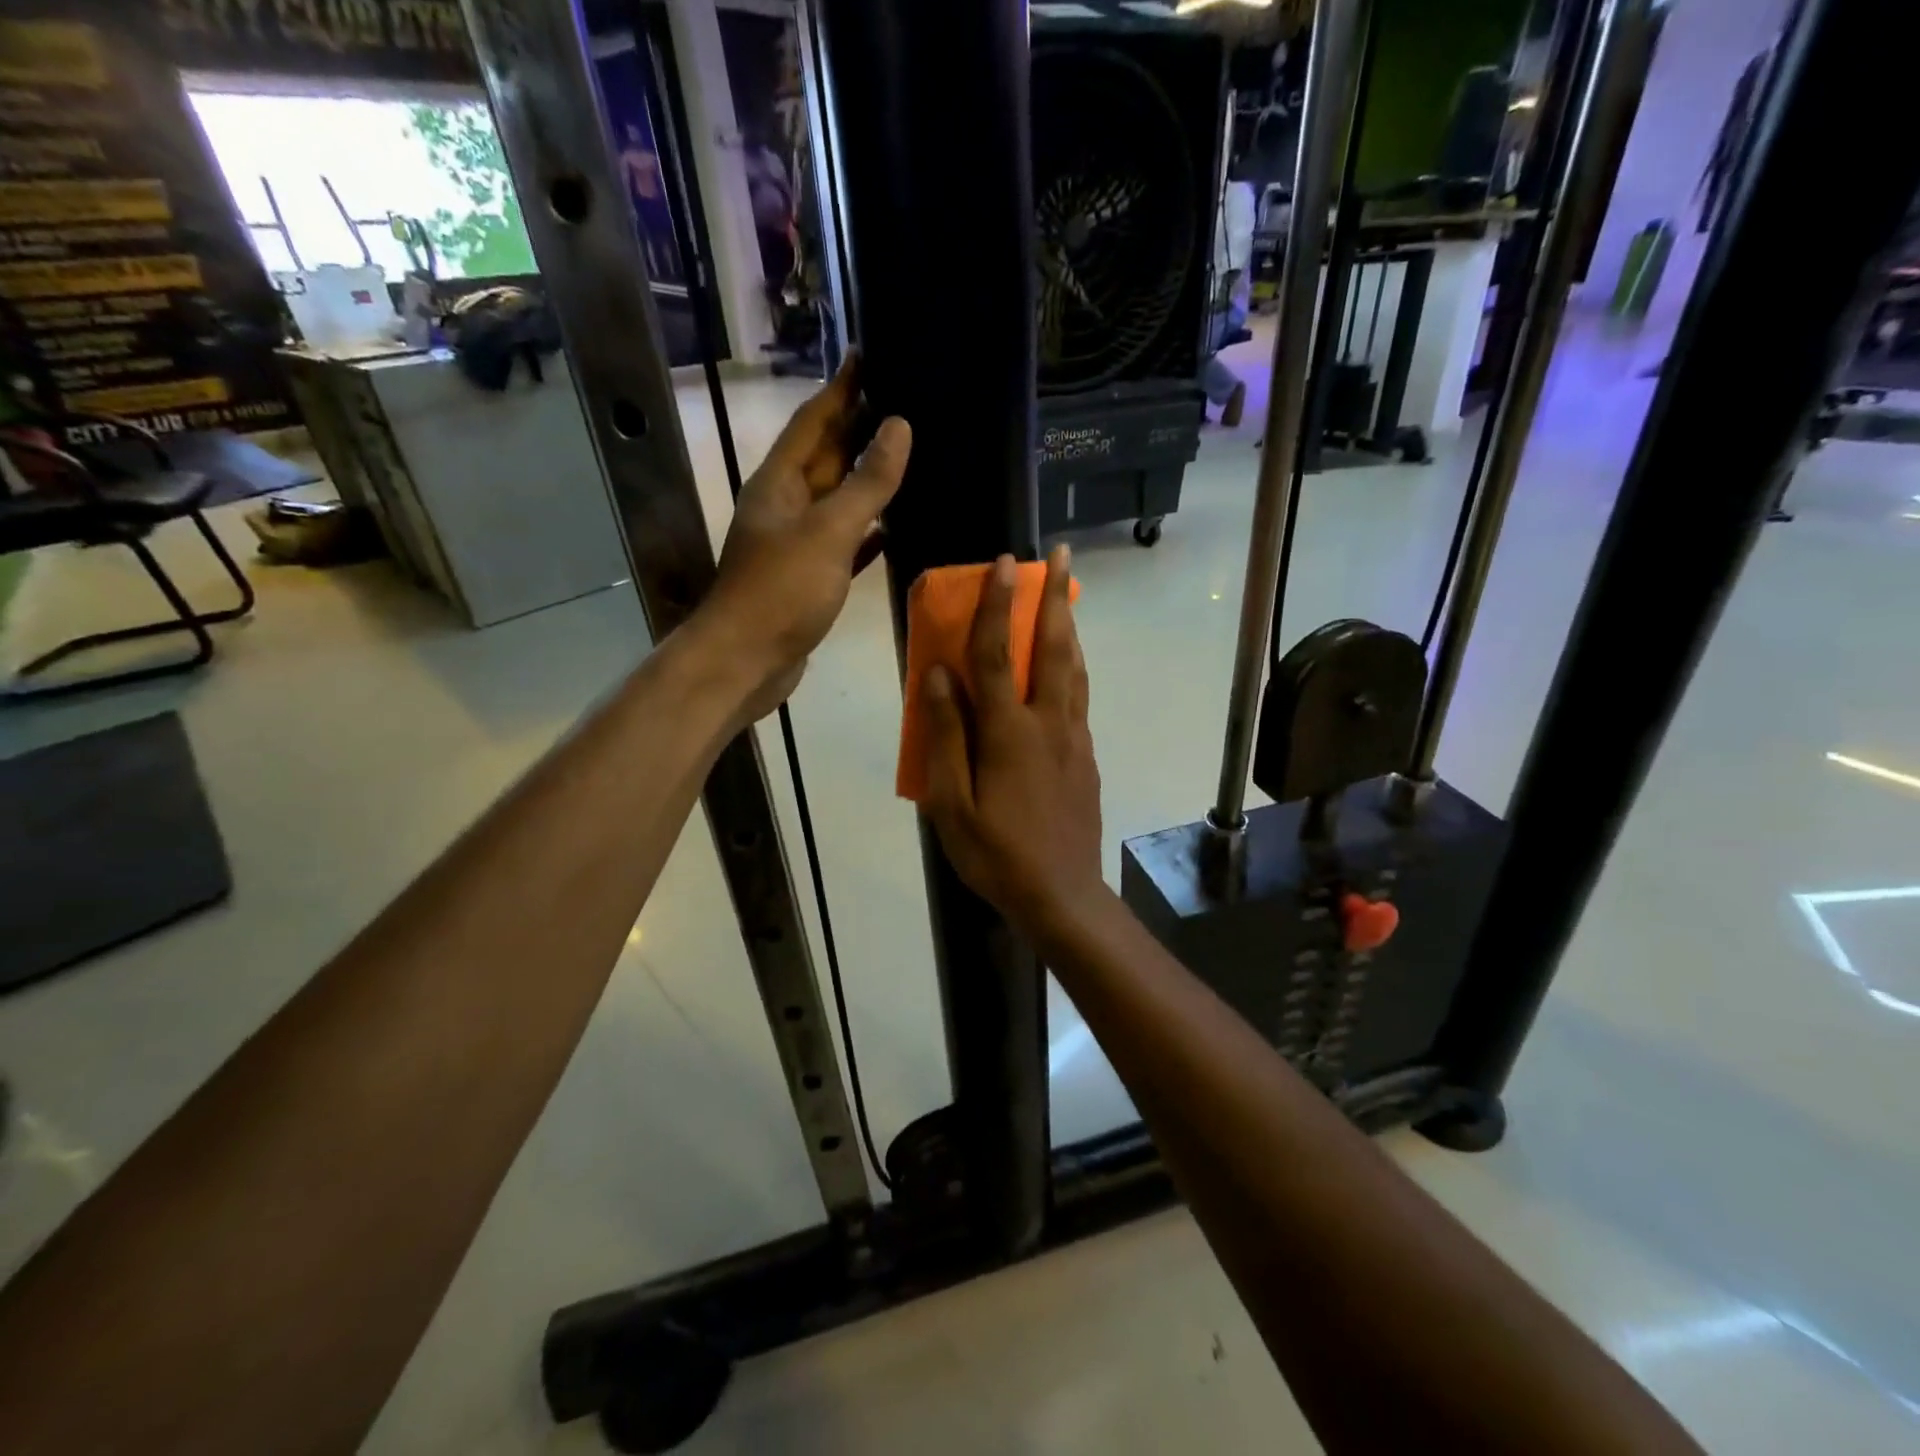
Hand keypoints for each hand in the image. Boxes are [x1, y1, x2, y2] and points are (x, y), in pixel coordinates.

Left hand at [698, 354, 910, 723]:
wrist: (746, 661)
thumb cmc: (782, 591)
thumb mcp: (828, 531)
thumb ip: (866, 482)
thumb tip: (898, 426)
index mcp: (780, 482)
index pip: (814, 420)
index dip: (842, 387)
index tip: (869, 353)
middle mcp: (785, 505)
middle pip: (826, 455)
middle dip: (859, 427)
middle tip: (904, 399)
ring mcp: (797, 543)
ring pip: (838, 499)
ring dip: (867, 478)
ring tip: (908, 454)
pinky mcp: (810, 576)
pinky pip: (845, 542)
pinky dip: (868, 531)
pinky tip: (895, 525)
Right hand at [922, 548, 1107, 939]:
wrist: (1062, 895)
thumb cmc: (996, 854)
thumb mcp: (951, 803)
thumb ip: (945, 735)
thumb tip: (938, 674)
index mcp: (1009, 732)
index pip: (998, 655)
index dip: (997, 606)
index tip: (1004, 563)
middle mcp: (1048, 724)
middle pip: (1053, 648)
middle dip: (1054, 597)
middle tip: (1060, 555)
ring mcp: (1074, 740)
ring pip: (1074, 669)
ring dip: (1069, 626)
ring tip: (1066, 596)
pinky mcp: (1086, 757)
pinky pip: (1078, 698)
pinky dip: (1073, 666)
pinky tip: (1067, 665)